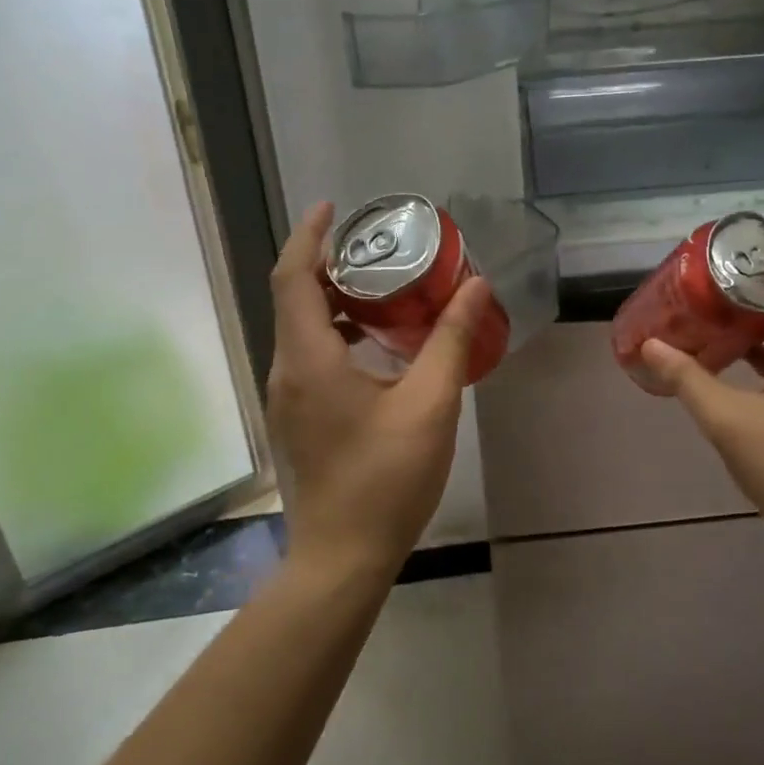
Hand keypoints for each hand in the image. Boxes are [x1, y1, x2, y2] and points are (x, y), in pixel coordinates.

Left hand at [267, 203, 490, 581]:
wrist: (344, 557)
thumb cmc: (386, 478)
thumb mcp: (430, 404)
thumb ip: (452, 340)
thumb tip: (476, 286)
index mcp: (309, 359)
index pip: (292, 278)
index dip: (307, 236)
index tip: (331, 207)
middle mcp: (287, 371)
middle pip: (295, 298)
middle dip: (329, 264)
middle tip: (378, 247)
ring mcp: (288, 397)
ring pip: (302, 329)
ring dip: (335, 300)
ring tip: (384, 287)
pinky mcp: (299, 417)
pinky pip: (310, 356)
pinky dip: (337, 333)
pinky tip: (379, 344)